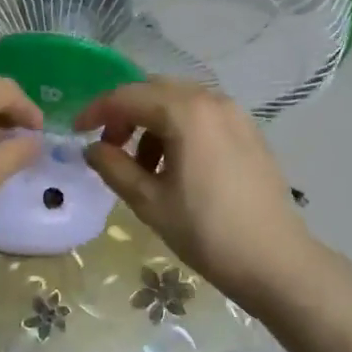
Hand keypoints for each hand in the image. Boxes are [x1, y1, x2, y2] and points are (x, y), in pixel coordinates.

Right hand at [77, 78, 312, 306]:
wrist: (275, 261)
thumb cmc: (207, 231)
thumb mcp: (150, 202)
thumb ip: (114, 167)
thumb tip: (92, 148)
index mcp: (186, 112)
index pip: (127, 97)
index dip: (96, 111)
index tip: (76, 132)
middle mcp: (212, 100)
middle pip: (154, 91)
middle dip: (126, 114)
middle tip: (108, 148)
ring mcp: (235, 114)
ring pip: (180, 102)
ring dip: (152, 122)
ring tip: (142, 166)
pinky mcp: (249, 131)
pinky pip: (203, 116)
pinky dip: (179, 129)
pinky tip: (175, 166)